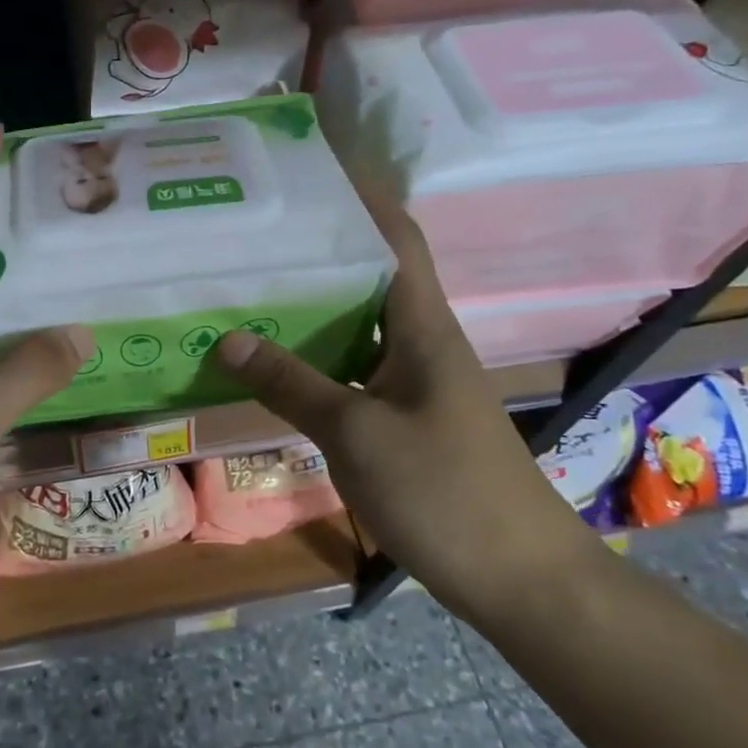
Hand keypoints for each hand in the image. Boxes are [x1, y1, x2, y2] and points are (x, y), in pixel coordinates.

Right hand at [208, 193, 583, 621]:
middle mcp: (420, 341)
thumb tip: (228, 339)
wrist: (519, 579)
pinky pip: (353, 369)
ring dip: (312, 306)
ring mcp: (414, 382)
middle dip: (317, 249)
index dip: (361, 196)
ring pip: (357, 325)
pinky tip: (276, 363)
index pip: (395, 238)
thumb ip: (292, 384)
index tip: (313, 168)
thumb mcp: (357, 434)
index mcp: (423, 326)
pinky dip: (316, 358)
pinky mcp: (405, 418)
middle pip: (369, 276)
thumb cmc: (445, 492)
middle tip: (254, 231)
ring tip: (251, 285)